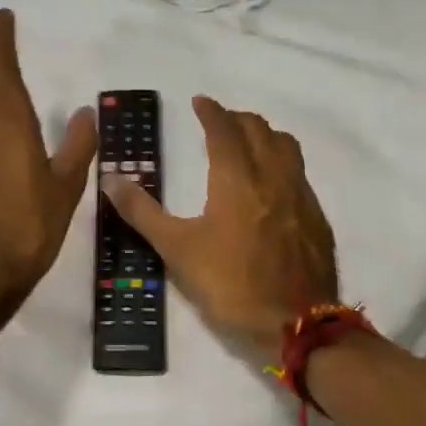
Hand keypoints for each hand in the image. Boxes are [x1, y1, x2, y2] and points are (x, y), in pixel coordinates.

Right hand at [102, 96, 338, 357]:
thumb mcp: (176, 249)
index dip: (211, 111)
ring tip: (249, 143)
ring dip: (265, 135)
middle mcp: (273, 177)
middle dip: (238, 119)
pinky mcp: (316, 219)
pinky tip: (273, 185)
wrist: (296, 324)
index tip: (200, 101)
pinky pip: (299, 174)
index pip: (224, 130)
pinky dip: (282, 163)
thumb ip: (142, 211)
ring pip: (286, 147)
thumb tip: (110, 178)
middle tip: (220, 121)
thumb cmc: (231, 284)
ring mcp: (300, 196)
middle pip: (259, 130)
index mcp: (237, 179)